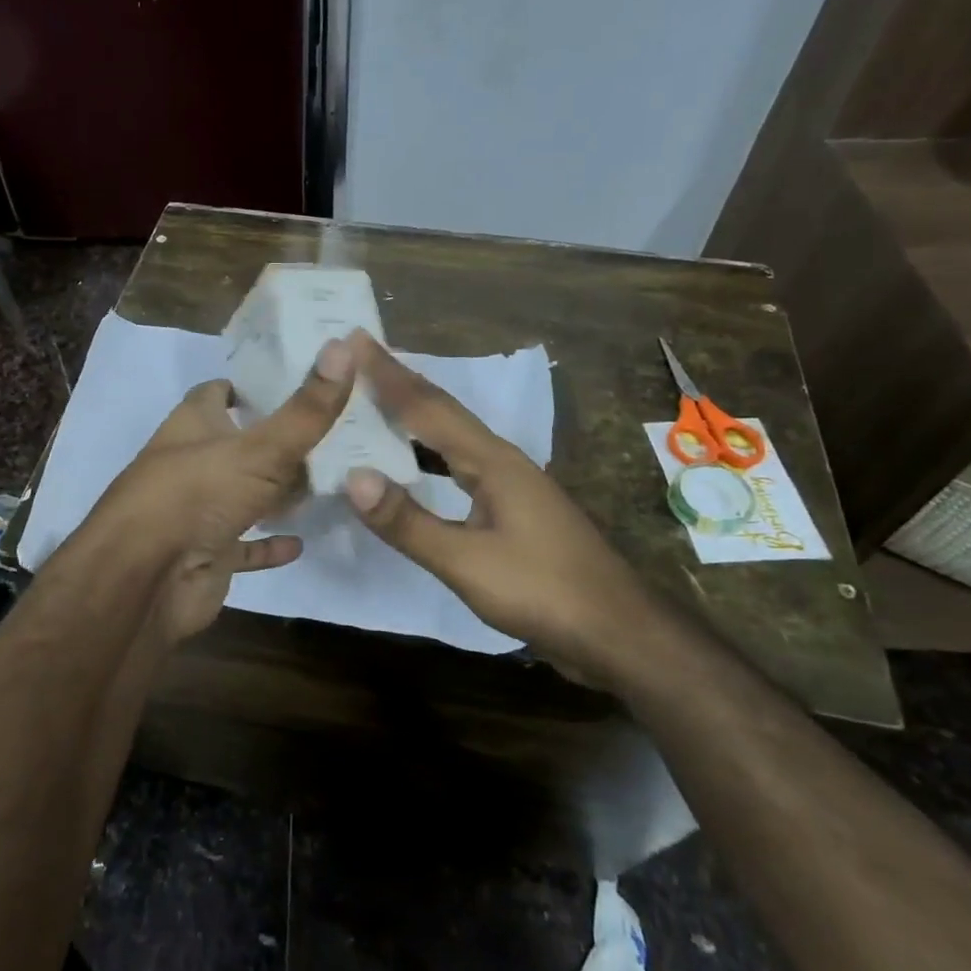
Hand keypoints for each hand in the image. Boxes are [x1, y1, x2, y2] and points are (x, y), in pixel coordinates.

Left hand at [95, 339, 354, 642]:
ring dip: (275, 493)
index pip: (217, 392)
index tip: (297, 383)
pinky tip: (300, 541)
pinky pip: (243, 546)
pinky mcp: (206, 554)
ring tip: (328, 482)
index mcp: (193, 425)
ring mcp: (198, 512)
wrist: (147, 580)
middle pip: (236, 444)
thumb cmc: (197, 495)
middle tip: (332, 435)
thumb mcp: (261, 447)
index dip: (250, 386)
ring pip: (242, 495)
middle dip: (276, 441)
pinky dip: (267, 544)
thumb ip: (307, 408)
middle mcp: (192, 463)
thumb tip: (344, 344)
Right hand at [340, 330, 655, 680]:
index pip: (428, 406)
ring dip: (414, 414)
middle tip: (359, 356)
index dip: (388, 374)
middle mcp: (501, 460)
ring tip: (376, 399)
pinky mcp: (513, 509)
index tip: (354, 339)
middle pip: (442, 411)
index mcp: (491, 461)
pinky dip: (428, 452)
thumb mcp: (467, 562)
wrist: (617, 631)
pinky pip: (459, 464)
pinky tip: (415, 463)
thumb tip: (353, 477)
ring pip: (452, 436)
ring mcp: (511, 484)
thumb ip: (408, 521)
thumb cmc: (543, 591)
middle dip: (400, 381)